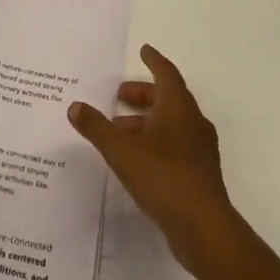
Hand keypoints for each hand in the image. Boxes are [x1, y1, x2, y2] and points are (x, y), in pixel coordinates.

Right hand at [69, 44, 237, 275]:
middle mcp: (193, 123)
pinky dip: (155, 141)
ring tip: (118, 131)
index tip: (144, 50)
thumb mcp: (122, 151)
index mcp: (178, 108)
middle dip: (142, 94)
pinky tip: (136, 158)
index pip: (166, 74)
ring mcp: (199, 150)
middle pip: (167, 98)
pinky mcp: (199, 174)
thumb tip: (75, 106)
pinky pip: (175, 145)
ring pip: (171, 124)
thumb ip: (97, 128)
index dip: (154, 61)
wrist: (204, 229)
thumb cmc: (164, 177)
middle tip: (118, 97)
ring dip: (146, 121)